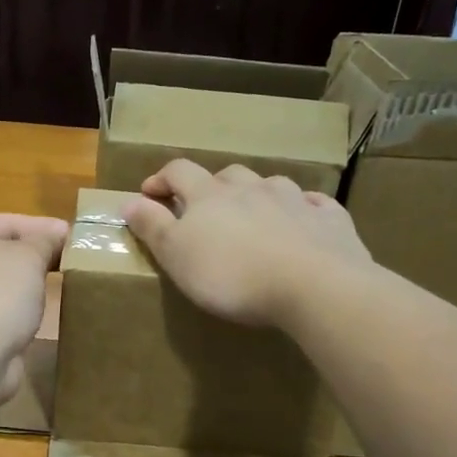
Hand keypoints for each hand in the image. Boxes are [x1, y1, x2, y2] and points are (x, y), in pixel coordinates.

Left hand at [0, 213, 68, 399]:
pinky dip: (19, 308)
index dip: (44, 228)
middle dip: (37, 256)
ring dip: (29, 283)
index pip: (9, 222)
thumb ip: (45, 240)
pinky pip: (0, 308)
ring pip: (2, 281)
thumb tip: (58, 232)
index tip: (75, 237)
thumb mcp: (29, 257)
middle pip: (3, 251)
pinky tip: (41, 311)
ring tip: (63, 283)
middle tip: (73, 260)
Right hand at [123, 160, 370, 327]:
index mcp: (209, 195)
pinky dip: (302, 210)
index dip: (161, 178)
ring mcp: (294, 199)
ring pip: (271, 185)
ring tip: (253, 218)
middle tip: (204, 210)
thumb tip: (127, 200)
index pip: (179, 171)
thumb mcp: (177, 255)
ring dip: (257, 196)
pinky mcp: (329, 218)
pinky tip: (302, 222)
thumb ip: (152, 227)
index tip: (149, 193)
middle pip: (227, 175)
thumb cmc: (231, 275)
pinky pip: (313, 204)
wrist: (313, 285)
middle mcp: (252, 188)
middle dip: (211, 187)